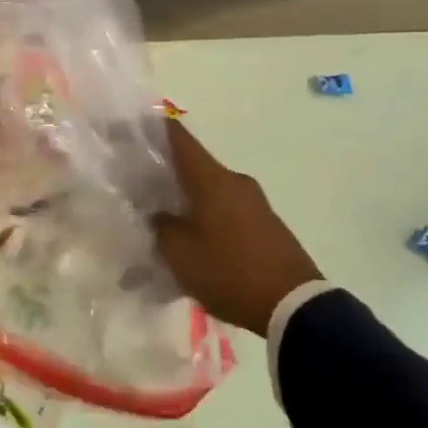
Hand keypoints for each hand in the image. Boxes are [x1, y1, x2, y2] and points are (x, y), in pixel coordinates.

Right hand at [154, 121, 322, 335]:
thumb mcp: (181, 254)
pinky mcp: (265, 225)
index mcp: (212, 180)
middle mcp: (235, 182)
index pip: (180, 140)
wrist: (294, 304)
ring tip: (162, 216)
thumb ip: (162, 228)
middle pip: (194, 166)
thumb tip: (158, 214)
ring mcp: (254, 202)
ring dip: (187, 199)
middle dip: (166, 171)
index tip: (134, 123)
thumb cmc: (230, 271)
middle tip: (138, 181)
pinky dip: (206, 217)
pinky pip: (226, 211)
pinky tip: (193, 239)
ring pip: (210, 191)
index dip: (156, 128)